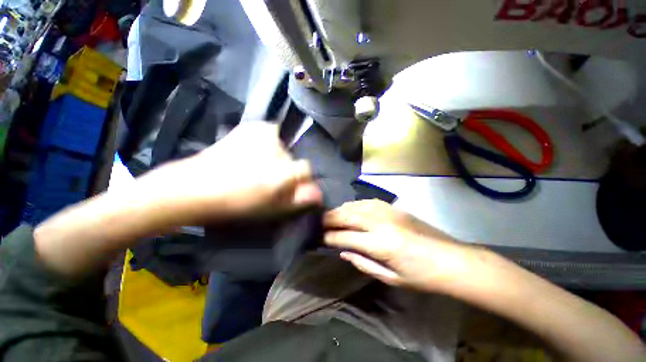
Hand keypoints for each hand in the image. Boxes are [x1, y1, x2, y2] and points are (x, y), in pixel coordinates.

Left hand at [138, 122, 322, 224]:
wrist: (197, 185)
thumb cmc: (237, 203)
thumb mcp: (272, 208)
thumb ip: (298, 200)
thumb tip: (319, 194)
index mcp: (281, 171)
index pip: (306, 169)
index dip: (301, 179)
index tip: (291, 186)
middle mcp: (276, 149)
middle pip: (292, 159)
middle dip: (286, 169)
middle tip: (269, 179)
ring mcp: (262, 134)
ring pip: (281, 147)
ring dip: (276, 157)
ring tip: (258, 167)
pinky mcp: (250, 127)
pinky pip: (270, 134)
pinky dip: (267, 143)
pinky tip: (254, 153)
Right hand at [324, 200, 477, 292]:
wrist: (451, 259)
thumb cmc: (421, 276)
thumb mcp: (391, 278)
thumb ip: (363, 263)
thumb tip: (343, 251)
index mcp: (381, 244)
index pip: (346, 237)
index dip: (330, 237)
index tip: (320, 237)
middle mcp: (381, 223)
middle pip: (348, 216)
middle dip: (331, 218)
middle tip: (319, 221)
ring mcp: (387, 212)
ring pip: (356, 206)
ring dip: (341, 209)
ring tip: (331, 215)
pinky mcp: (393, 207)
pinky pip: (367, 202)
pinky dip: (354, 204)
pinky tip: (350, 208)